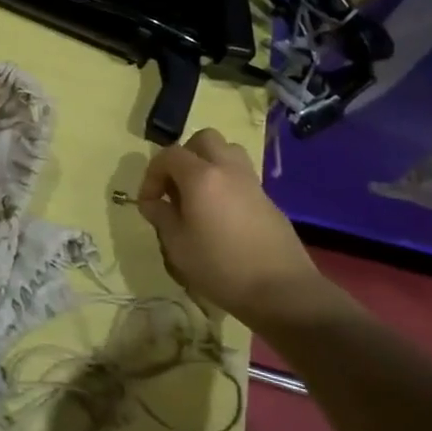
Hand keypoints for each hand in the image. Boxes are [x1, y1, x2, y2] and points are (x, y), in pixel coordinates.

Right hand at [134, 128, 323, 318]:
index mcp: (201, 177)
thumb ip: (161, 217)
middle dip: (184, 156)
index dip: (152, 174)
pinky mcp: (268, 199)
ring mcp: (252, 182)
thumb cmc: (221, 267)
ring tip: (199, 193)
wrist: (282, 290)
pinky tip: (221, 214)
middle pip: (204, 140)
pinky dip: (226, 182)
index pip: (169, 155)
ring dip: (209, 163)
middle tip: (175, 186)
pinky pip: (241, 175)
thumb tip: (153, 203)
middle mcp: (227, 169)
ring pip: (228, 151)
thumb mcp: (177, 246)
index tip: (149, 202)